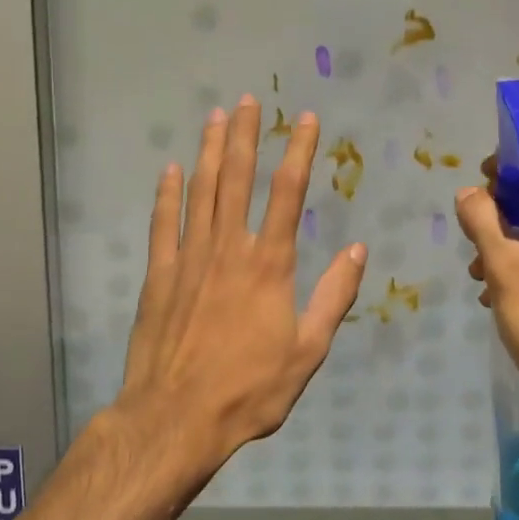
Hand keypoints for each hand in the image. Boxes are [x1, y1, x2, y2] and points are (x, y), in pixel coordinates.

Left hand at [112, 98, 366, 472]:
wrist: (177, 418)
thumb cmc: (250, 389)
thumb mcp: (308, 351)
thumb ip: (334, 296)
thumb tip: (360, 249)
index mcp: (269, 264)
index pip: (288, 194)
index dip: (299, 152)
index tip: (305, 119)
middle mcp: (228, 249)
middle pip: (238, 179)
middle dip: (247, 137)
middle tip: (248, 101)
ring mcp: (188, 258)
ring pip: (201, 192)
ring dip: (210, 152)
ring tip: (216, 118)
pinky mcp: (159, 275)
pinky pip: (163, 224)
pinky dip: (167, 194)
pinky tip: (170, 169)